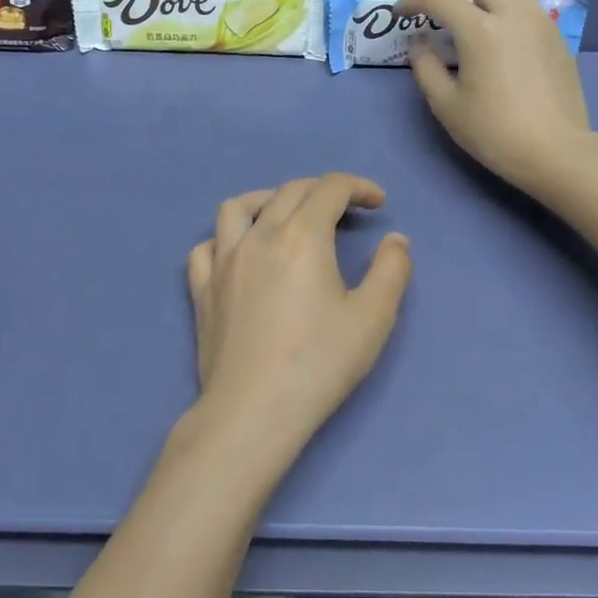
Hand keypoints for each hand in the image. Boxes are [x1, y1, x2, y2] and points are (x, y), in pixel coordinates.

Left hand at [181, 174, 411, 464]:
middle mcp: (258, 236)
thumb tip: (396, 240)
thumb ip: (391, 270)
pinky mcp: (202, 290)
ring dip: (268, 199)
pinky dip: (226, 238)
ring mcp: (222, 262)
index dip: (358, 187)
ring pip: (238, 207)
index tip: (378, 203)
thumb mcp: (373, 317)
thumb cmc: (320, 363)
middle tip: (346, 210)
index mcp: (301, 236)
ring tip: (287, 215)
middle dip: (323, 190)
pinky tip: (241, 253)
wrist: (254, 410)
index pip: (330, 188)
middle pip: (289, 191)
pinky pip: (206, 247)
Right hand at [396, 0, 593, 194]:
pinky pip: (529, 5)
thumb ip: (426, 68)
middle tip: (440, 8)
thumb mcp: (446, 106)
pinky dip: (508, 7)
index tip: (402, 14)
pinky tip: (502, 37)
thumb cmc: (494, 132)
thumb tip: (420, 43)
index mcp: (479, 30)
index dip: (414, 0)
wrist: (554, 150)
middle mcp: (511, 14)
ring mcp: (539, 22)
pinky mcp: (556, 36)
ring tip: (474, 17)